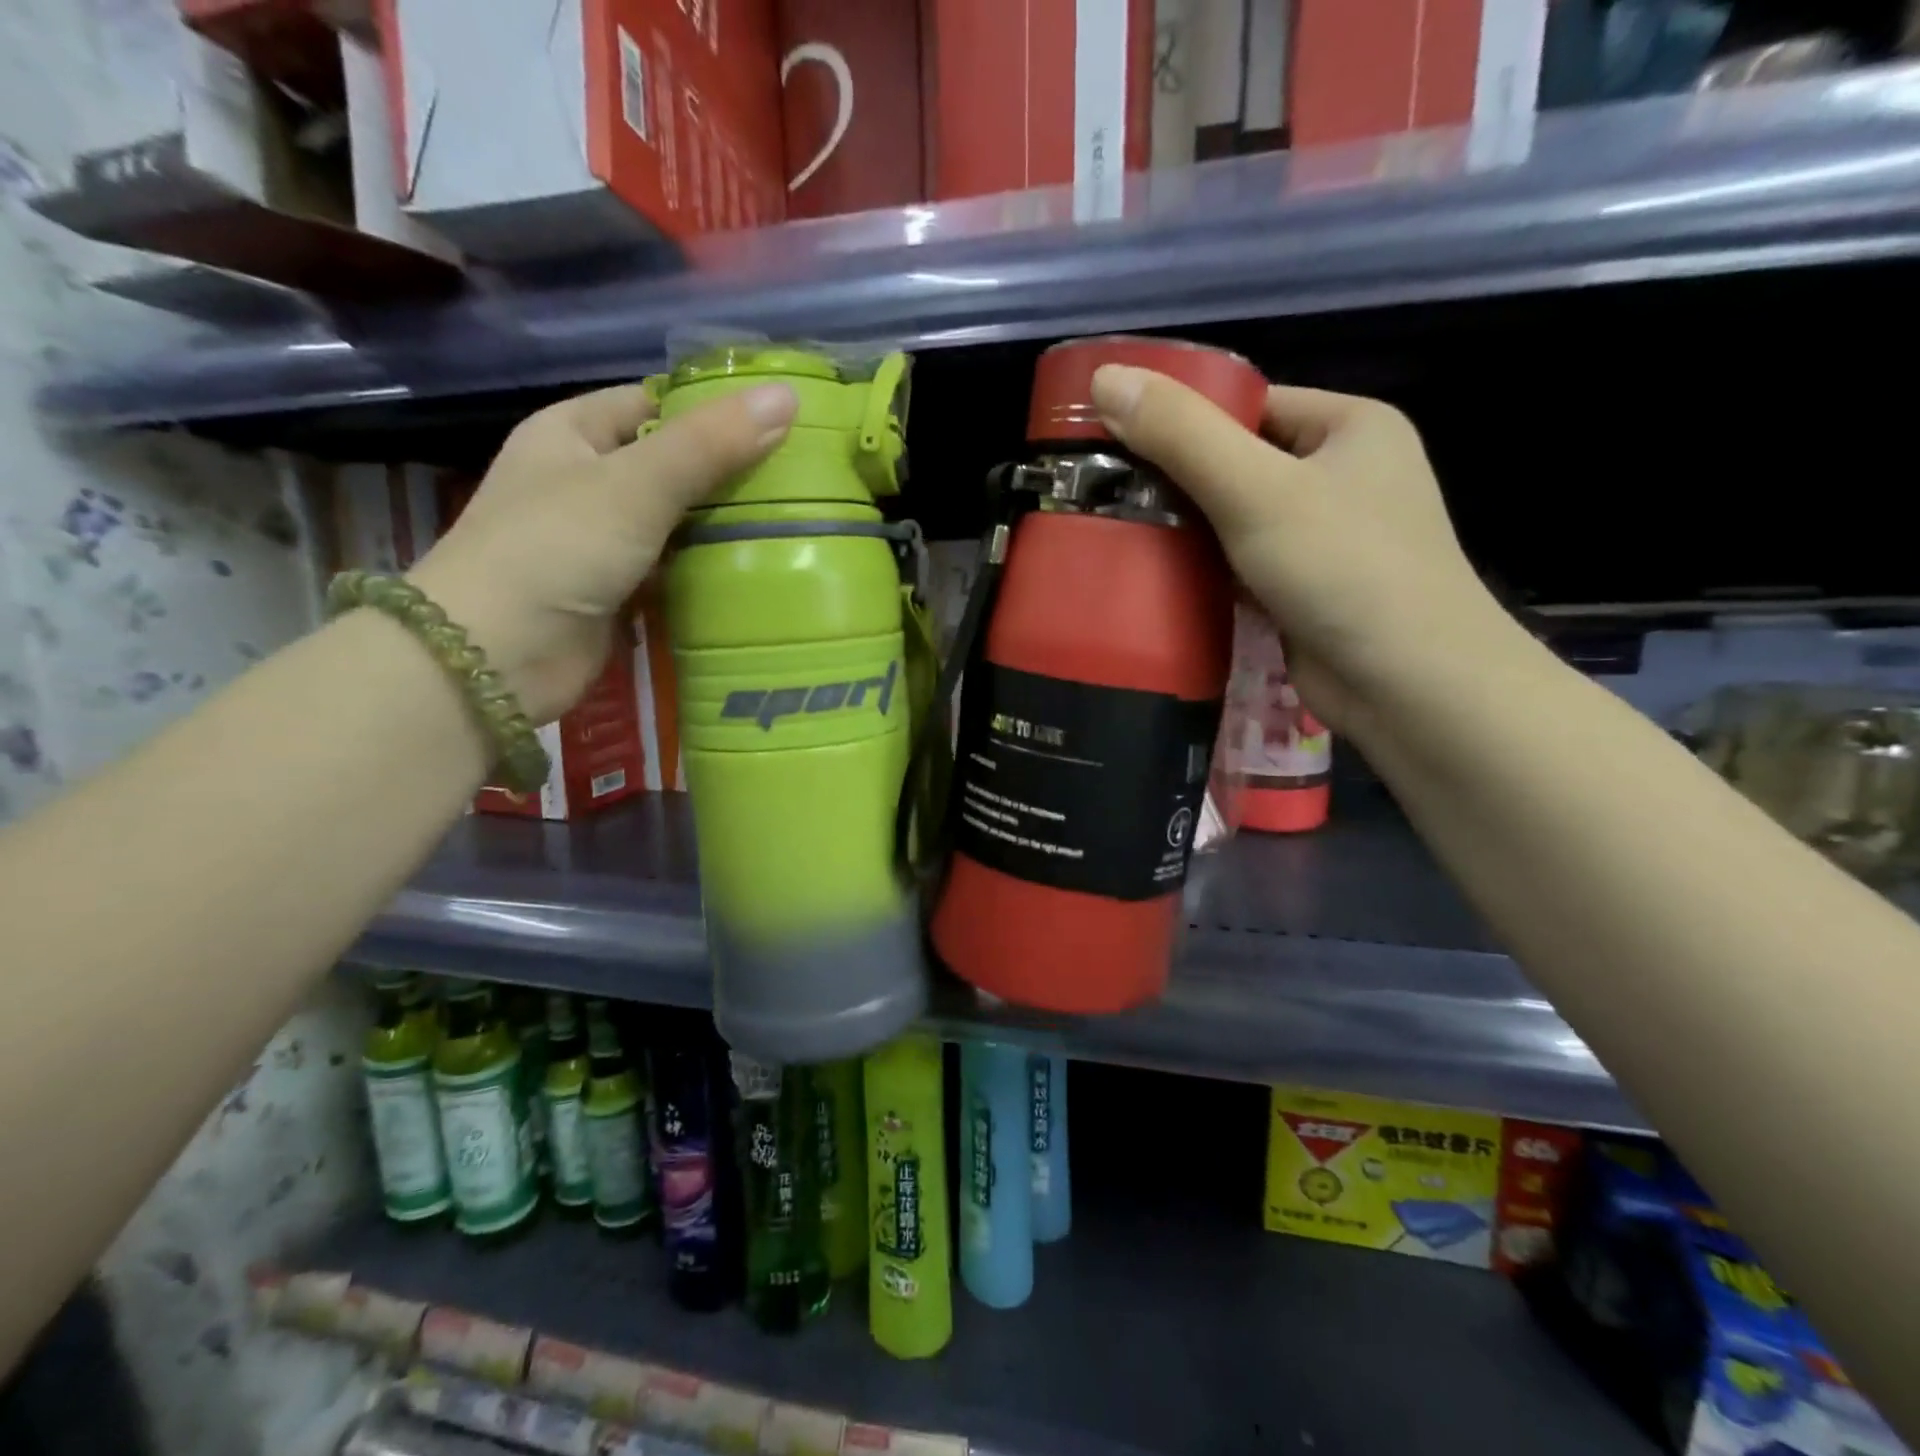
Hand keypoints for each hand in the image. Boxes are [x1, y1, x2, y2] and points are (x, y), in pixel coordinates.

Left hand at [406, 380, 796, 722]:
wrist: (497, 656)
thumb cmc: (556, 549)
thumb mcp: (637, 484)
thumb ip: (710, 444)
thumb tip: (788, 396)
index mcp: (574, 433)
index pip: (655, 403)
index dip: (713, 408)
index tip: (781, 421)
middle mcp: (586, 481)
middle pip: (673, 465)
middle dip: (730, 472)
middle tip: (802, 478)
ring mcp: (602, 541)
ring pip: (678, 521)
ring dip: (725, 526)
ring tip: (797, 521)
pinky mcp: (619, 592)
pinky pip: (675, 570)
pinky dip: (710, 570)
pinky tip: (761, 570)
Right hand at [1090, 365, 1514, 736]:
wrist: (1409, 686)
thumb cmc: (1343, 569)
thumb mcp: (1256, 490)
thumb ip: (1181, 434)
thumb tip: (1104, 377)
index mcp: (1350, 426)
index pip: (1250, 405)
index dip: (1183, 420)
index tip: (1116, 441)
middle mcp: (1344, 474)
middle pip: (1239, 462)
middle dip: (1176, 480)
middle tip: (1105, 494)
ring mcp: (1328, 537)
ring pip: (1237, 518)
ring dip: (1186, 530)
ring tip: (1116, 532)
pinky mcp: (1308, 589)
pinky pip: (1243, 564)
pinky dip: (1205, 570)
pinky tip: (1156, 577)